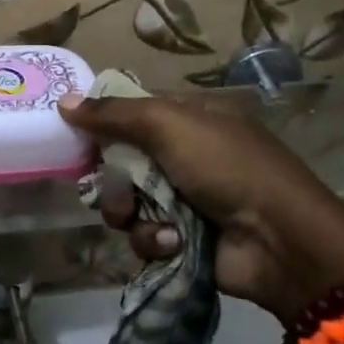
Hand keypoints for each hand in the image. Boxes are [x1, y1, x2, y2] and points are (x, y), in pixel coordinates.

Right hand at [58, 91, 343, 323]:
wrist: (278, 240)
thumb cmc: (225, 166)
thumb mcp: (169, 125)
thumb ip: (114, 114)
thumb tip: (65, 101)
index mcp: (189, 117)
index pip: (132, 111)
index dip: (103, 123)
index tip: (77, 134)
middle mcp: (184, 154)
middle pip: (123, 160)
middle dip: (112, 178)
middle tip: (110, 187)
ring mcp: (185, 198)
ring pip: (128, 202)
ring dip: (130, 213)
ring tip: (144, 219)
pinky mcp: (184, 239)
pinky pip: (146, 236)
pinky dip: (155, 239)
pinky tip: (173, 242)